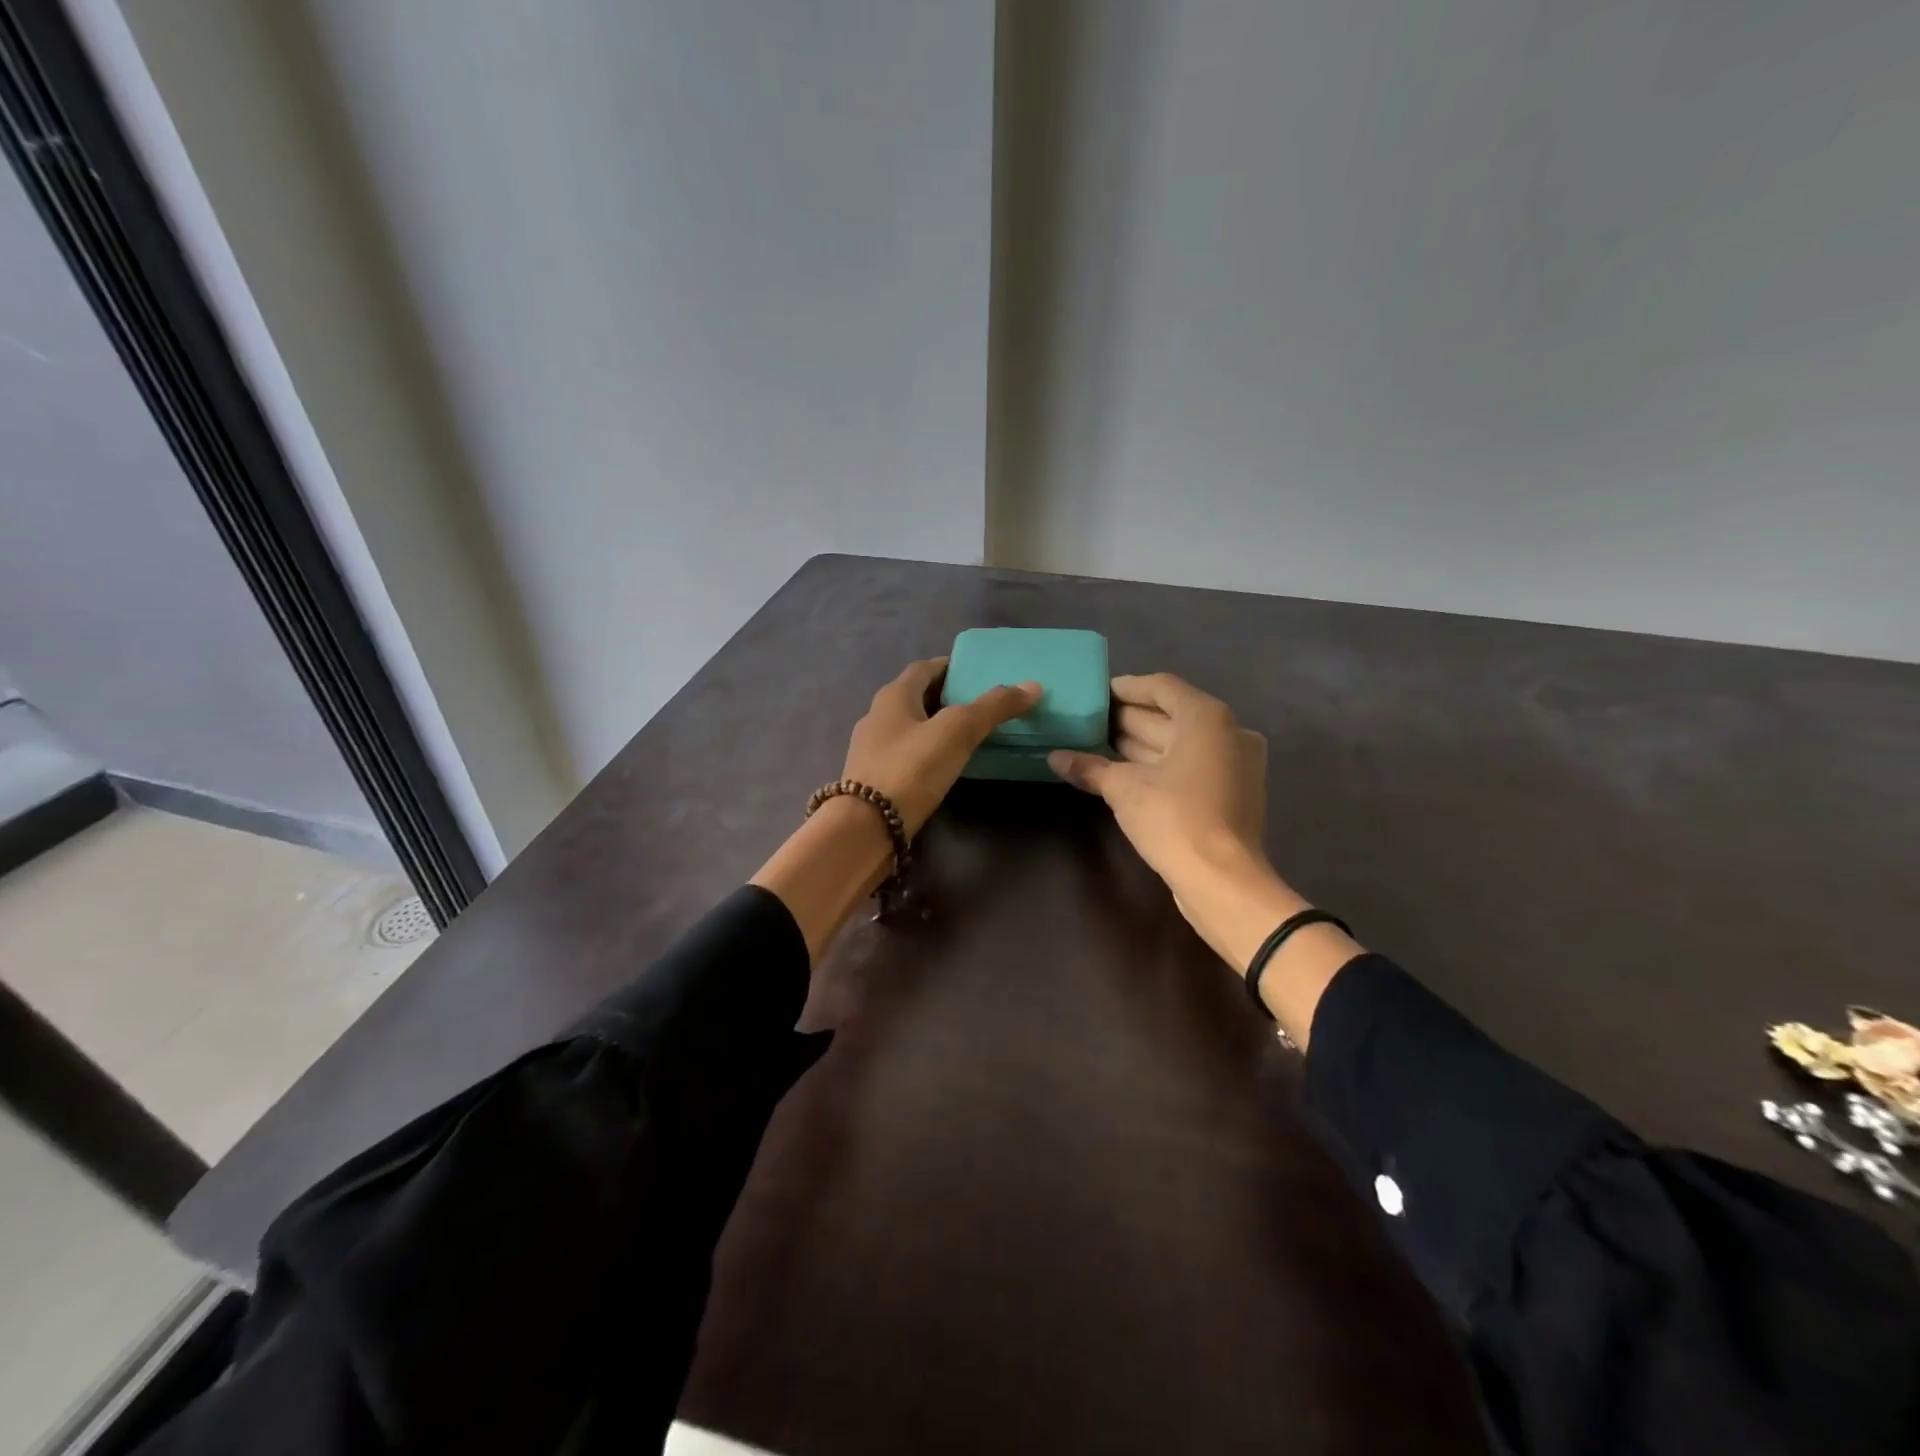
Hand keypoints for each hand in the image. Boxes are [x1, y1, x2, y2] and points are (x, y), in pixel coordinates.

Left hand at [843, 657, 1040, 835]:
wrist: (866, 828)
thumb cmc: (910, 769)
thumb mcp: (957, 732)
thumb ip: (993, 707)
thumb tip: (1033, 686)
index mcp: (893, 696)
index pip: (924, 668)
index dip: (950, 667)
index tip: (977, 672)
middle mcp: (877, 716)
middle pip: (915, 697)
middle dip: (945, 696)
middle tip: (980, 703)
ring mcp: (871, 749)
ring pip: (909, 727)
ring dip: (935, 726)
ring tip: (968, 735)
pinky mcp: (873, 779)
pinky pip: (905, 754)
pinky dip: (926, 752)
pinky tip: (944, 766)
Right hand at [1050, 673, 1360, 1043]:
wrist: (1223, 881)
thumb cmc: (1174, 819)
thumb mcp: (1124, 789)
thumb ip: (1090, 767)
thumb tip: (1054, 757)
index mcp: (1206, 717)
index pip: (1160, 687)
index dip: (1124, 688)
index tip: (1093, 695)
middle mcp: (1227, 731)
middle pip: (1170, 715)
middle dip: (1126, 719)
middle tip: (1086, 721)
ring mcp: (1234, 764)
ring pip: (1178, 743)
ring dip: (1139, 744)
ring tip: (1095, 745)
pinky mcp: (1231, 793)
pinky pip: (1189, 766)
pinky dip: (1158, 765)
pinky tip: (1122, 773)